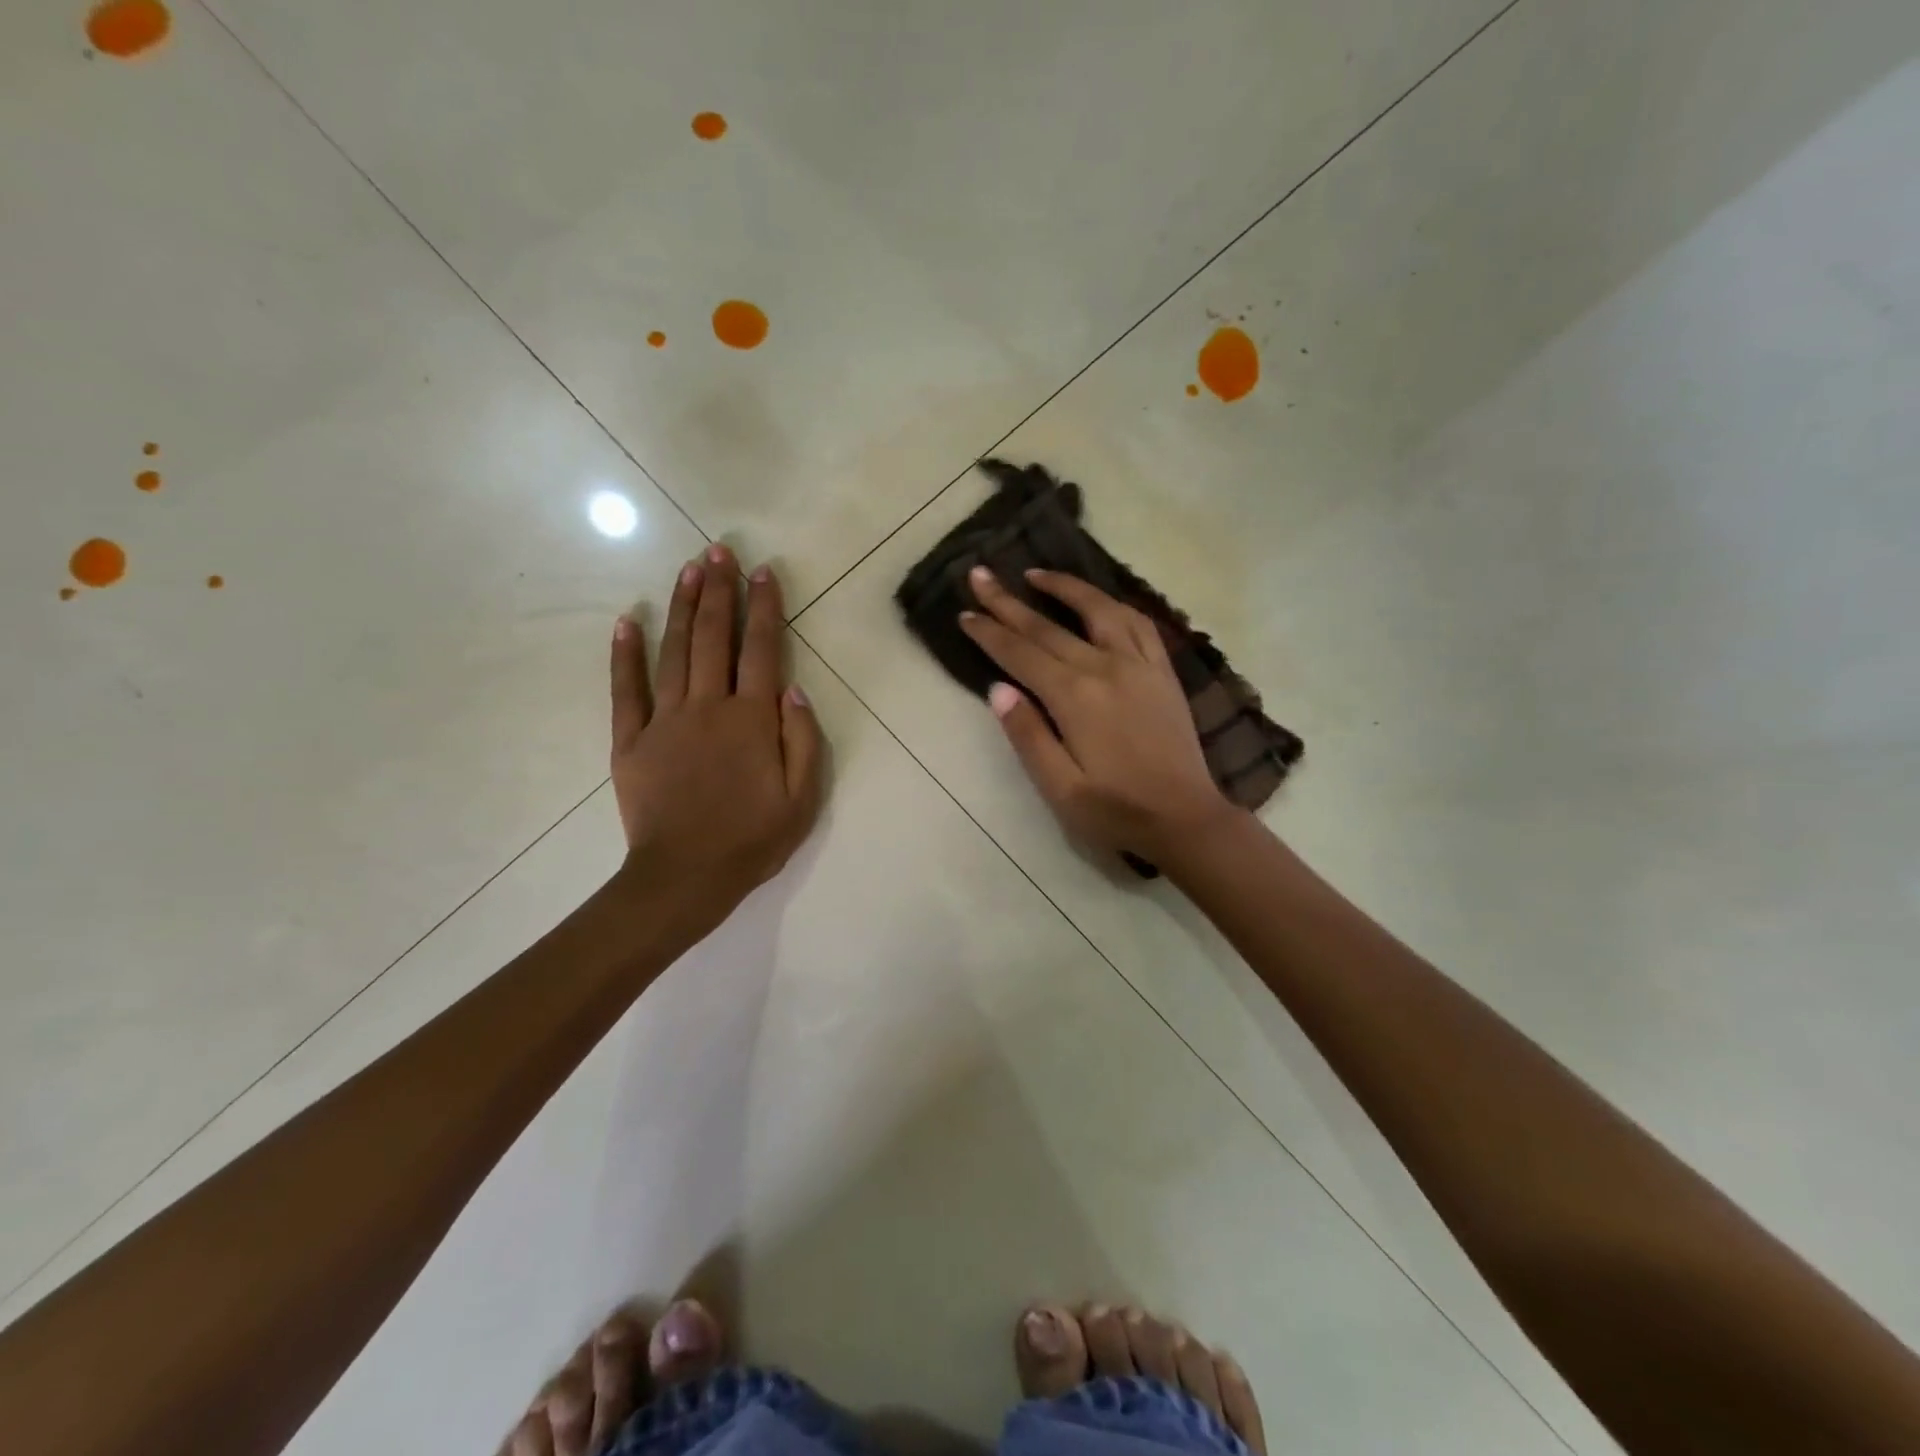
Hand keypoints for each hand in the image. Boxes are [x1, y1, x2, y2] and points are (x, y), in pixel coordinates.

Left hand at [609, 545, 823, 920]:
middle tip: (719, 550)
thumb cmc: (752, 840)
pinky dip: (625, 654)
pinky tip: (627, 621)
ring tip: (688, 569)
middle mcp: (708, 706)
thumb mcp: (802, 798)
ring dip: (682, 606)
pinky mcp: (631, 740)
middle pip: (714, 637)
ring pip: (674, 651)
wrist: (685, 877)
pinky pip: (626, 689)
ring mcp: (665, 720)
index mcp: (752, 719)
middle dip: (719, 590)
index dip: (764, 607)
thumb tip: (793, 689)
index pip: (761, 650)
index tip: (763, 571)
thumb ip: (803, 740)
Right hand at [959, 566, 1232, 862]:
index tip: (964, 613)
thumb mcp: (1060, 789)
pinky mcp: (1163, 672)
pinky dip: (1114, 603)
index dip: (989, 633)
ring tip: (1035, 573)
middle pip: (1048, 627)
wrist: (1185, 820)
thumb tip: (998, 689)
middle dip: (1008, 601)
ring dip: (1064, 587)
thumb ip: (1028, 736)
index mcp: (1075, 698)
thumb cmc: (1116, 812)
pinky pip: (1139, 623)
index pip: (1021, 654)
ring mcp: (1139, 665)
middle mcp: (1106, 668)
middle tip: (980, 574)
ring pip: (1098, 609)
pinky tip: (1099, 601)